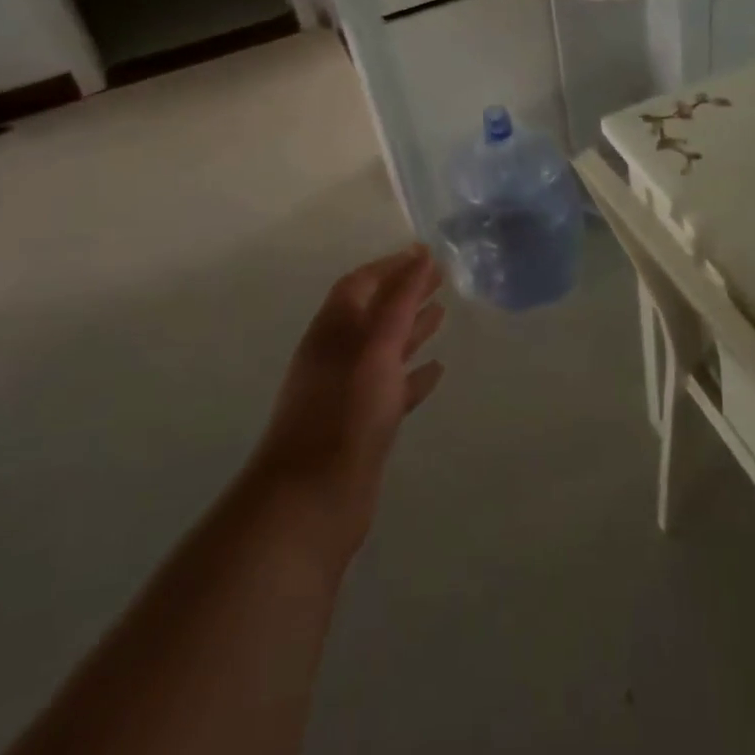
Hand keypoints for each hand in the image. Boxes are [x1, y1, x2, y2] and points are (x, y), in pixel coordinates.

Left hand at [254, 245, 446, 567]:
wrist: (311, 501)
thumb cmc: (345, 412)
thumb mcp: (376, 348)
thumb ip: (400, 301)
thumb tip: (420, 254)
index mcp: (333, 331)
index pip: (361, 283)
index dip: (391, 266)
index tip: (426, 253)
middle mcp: (338, 355)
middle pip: (375, 312)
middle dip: (406, 292)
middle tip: (442, 277)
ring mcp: (349, 392)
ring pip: (385, 349)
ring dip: (412, 329)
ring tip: (443, 313)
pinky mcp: (363, 425)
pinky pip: (393, 387)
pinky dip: (414, 374)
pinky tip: (437, 370)